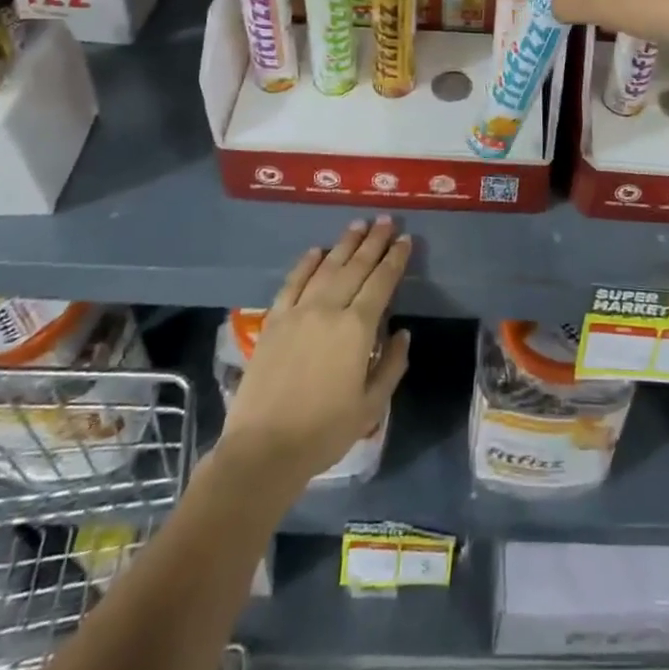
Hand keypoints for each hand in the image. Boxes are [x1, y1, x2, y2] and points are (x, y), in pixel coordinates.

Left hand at [217, 218, 411, 491]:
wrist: (263, 449)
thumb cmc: (324, 431)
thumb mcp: (371, 406)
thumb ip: (392, 365)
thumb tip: (402, 333)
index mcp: (357, 329)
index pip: (382, 282)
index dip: (395, 259)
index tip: (405, 239)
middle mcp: (329, 309)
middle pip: (355, 267)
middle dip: (373, 242)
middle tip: (385, 220)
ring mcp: (298, 312)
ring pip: (326, 267)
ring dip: (344, 244)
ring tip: (357, 225)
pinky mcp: (273, 321)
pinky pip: (292, 283)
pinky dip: (306, 263)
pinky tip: (316, 251)